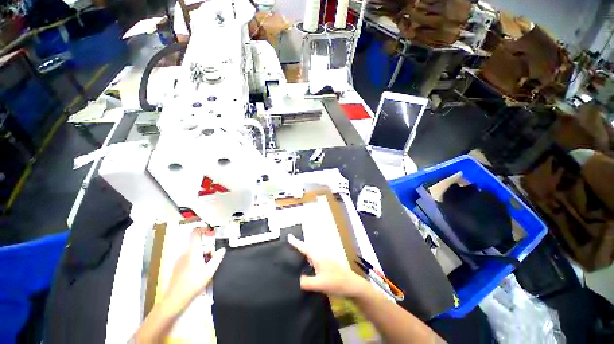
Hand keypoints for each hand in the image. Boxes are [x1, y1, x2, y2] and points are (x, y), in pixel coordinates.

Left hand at [164, 229, 225, 304]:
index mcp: (192, 252)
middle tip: (212, 260)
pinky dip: (196, 261)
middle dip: (207, 250)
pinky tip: (198, 273)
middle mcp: (185, 254)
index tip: (210, 230)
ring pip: (194, 253)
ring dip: (202, 257)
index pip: (195, 234)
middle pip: (198, 245)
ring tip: (206, 268)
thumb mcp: (209, 271)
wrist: (175, 299)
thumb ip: (217, 258)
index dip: (202, 229)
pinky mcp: (177, 267)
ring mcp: (180, 261)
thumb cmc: (193, 283)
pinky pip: (189, 259)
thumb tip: (222, 249)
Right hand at [288, 234, 369, 298]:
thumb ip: (307, 282)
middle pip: (308, 250)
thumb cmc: (337, 283)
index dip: (296, 243)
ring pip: (311, 256)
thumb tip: (298, 280)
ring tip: (295, 257)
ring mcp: (325, 262)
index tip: (289, 236)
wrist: (353, 286)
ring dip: (304, 255)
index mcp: (318, 258)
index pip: (305, 248)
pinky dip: (308, 263)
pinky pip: (315, 262)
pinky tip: (307, 269)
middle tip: (290, 246)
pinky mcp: (327, 268)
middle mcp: (321, 258)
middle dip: (299, 247)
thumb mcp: (320, 284)